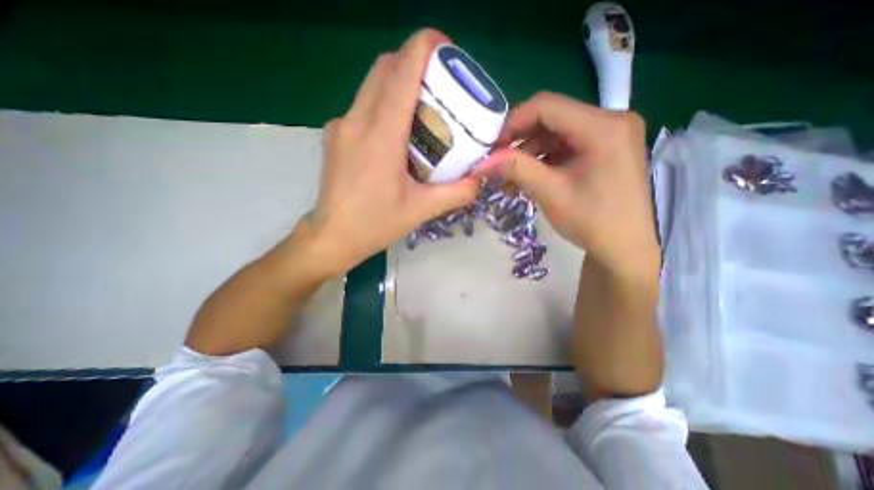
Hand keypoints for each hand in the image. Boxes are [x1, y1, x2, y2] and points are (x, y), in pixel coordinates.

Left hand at [301, 29, 476, 275]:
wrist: (332, 235)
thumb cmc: (375, 223)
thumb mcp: (422, 210)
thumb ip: (457, 192)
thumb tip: (480, 179)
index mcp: (381, 135)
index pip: (401, 72)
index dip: (424, 47)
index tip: (446, 47)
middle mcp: (356, 120)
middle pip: (384, 68)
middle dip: (413, 63)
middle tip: (439, 84)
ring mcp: (341, 125)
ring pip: (371, 84)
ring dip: (398, 82)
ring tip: (422, 107)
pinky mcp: (335, 135)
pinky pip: (363, 104)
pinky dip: (383, 103)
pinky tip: (397, 130)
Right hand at [476, 90, 655, 276]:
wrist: (625, 249)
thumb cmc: (593, 222)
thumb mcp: (551, 194)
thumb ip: (517, 170)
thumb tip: (482, 162)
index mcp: (604, 127)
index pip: (547, 106)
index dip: (513, 122)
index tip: (492, 147)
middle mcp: (611, 120)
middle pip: (552, 118)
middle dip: (520, 140)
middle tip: (498, 163)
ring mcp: (610, 134)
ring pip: (556, 132)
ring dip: (530, 152)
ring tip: (511, 177)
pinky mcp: (605, 148)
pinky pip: (566, 145)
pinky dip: (544, 159)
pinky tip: (529, 177)